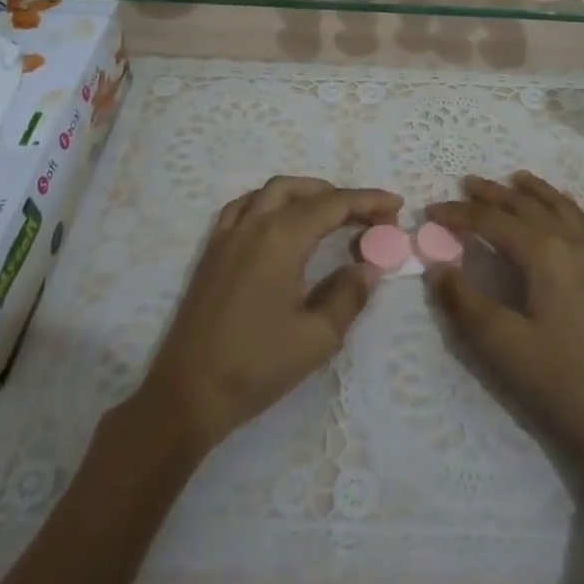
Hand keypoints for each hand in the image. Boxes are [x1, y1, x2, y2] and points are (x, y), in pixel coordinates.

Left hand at [136, 175, 401, 451]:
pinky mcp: (212, 250)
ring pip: (272, 191)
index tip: (396, 206)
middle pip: (304, 191)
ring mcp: (228, 233)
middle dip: (340, 196)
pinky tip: (279, 220)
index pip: (334, 204)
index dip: (368, 201)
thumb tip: (367, 267)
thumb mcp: (317, 337)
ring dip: (306, 193)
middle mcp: (255, 222)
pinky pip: (244, 206)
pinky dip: (270, 201)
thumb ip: (348, 294)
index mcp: (283, 237)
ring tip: (331, 213)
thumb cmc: (256, 365)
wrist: (188, 393)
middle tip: (369, 217)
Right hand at [427, 172, 583, 535]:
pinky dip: (564, 209)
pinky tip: (560, 217)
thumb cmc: (559, 383)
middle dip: (495, 194)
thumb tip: (437, 267)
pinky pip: (583, 226)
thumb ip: (465, 301)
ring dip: (535, 193)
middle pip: (528, 207)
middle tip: (467, 183)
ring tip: (516, 179)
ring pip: (563, 210)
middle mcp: (574, 245)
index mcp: (545, 254)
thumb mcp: (502, 345)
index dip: (460, 214)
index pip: (493, 222)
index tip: (431, 211)